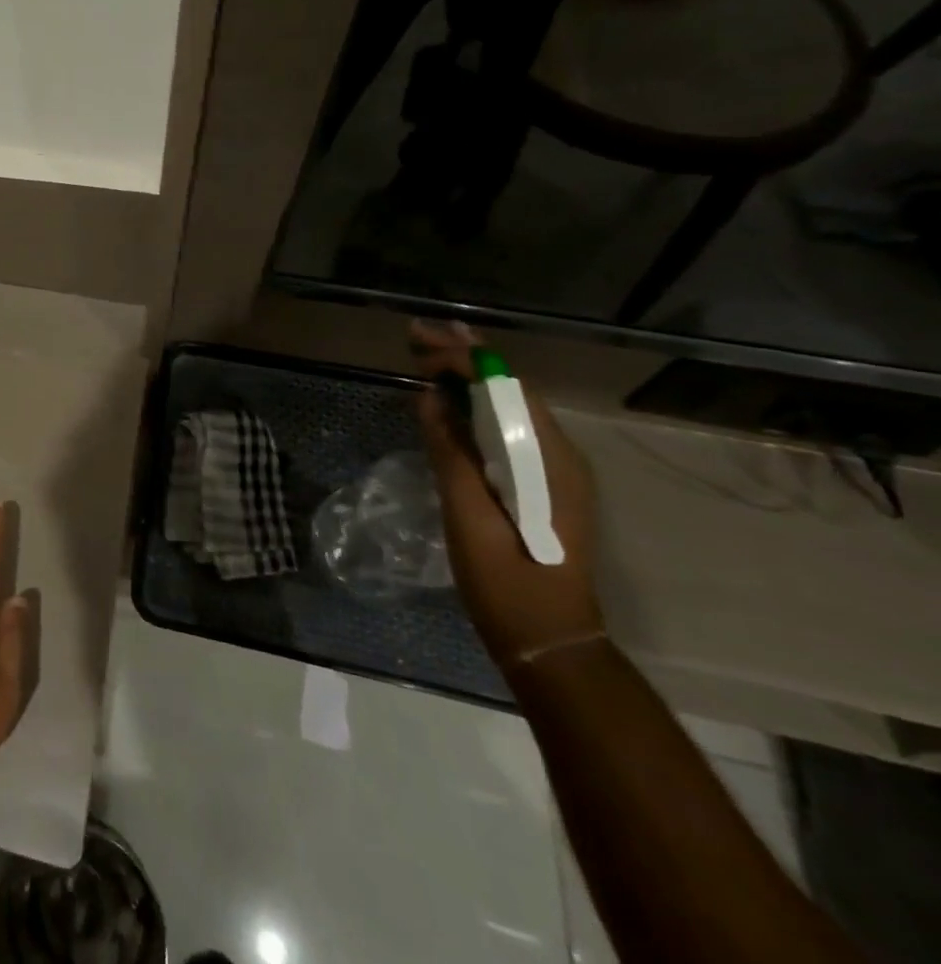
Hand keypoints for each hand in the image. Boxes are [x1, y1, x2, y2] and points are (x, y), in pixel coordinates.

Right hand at [410, 321, 606, 672]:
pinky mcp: (541, 484)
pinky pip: (507, 429)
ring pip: (509, 407)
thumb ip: (451, 454)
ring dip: (469, 377)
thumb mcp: (469, 519)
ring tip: (426, 355)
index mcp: (549, 462)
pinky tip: (448, 399)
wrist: (550, 643)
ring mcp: (554, 471)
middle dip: (465, 358)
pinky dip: (475, 405)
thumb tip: (429, 398)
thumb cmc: (507, 585)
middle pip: (510, 390)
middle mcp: (560, 456)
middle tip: (416, 335)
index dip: (463, 360)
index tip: (419, 346)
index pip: (506, 389)